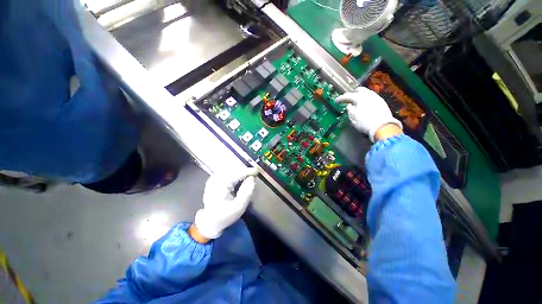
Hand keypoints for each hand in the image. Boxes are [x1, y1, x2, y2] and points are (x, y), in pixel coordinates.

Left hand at [192, 168, 257, 241]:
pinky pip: (226, 172)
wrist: (210, 221)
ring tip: (248, 176)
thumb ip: (247, 192)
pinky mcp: (213, 179)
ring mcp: (213, 179)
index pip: (236, 173)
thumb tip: (252, 178)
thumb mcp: (239, 207)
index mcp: (220, 186)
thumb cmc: (225, 216)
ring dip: (240, 171)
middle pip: (233, 169)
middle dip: (244, 171)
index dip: (247, 171)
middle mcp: (215, 179)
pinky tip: (239, 177)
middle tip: (253, 175)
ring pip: (230, 169)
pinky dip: (235, 173)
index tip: (256, 171)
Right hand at [336, 87, 402, 141]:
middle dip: (353, 94)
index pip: (348, 96)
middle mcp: (369, 95)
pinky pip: (372, 98)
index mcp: (359, 97)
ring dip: (360, 96)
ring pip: (367, 93)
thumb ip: (349, 109)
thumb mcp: (352, 117)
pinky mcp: (382, 102)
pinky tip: (365, 106)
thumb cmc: (364, 122)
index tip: (336, 101)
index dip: (341, 98)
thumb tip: (349, 105)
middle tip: (348, 99)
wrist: (383, 127)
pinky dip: (367, 100)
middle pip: (359, 90)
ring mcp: (377, 97)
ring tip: (357, 102)